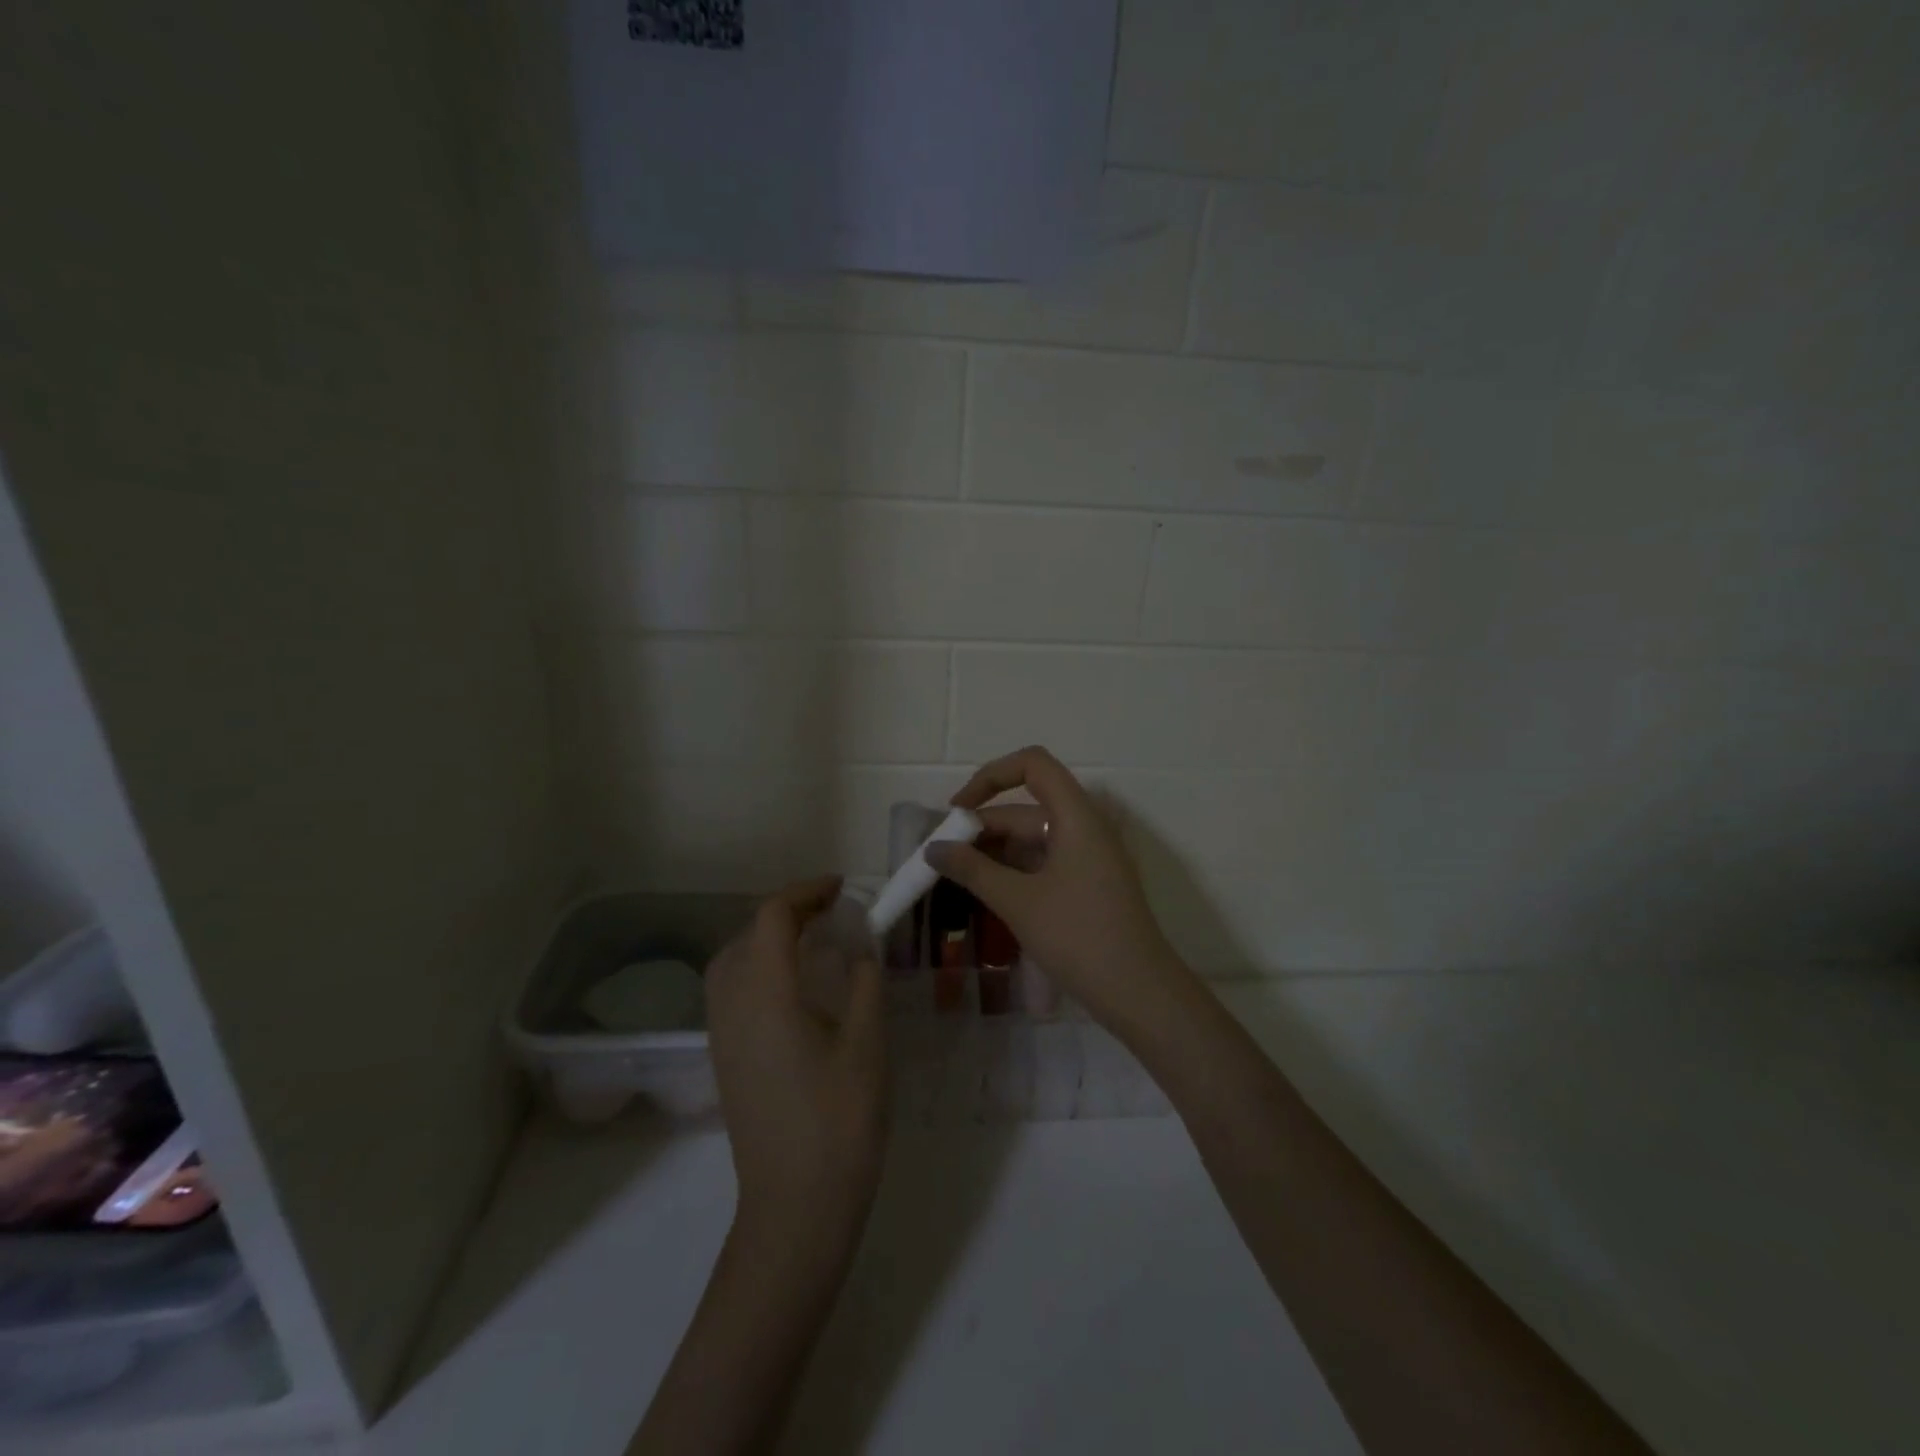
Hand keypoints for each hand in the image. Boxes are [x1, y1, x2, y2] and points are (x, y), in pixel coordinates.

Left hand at [704, 877, 887, 1249]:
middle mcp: (732, 1005)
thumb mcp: (868, 1045)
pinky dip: (758, 968)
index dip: (806, 891)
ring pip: (732, 961)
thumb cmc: (839, 1123)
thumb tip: (862, 945)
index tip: (843, 889)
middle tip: (833, 914)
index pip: (772, 916)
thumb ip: (865, 983)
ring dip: (768, 938)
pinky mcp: (724, 1058)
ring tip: (814, 943)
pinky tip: (794, 988)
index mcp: (766, 994)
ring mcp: (722, 1035)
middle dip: (787, 912)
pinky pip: (731, 990)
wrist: (795, 1209)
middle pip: (746, 933)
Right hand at [926, 746, 1196, 1035]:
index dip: (990, 777)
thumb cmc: (1078, 936)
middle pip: (1027, 808)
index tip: (957, 811)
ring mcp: (1090, 856)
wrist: (1139, 992)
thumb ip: (972, 870)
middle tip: (941, 856)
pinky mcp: (1089, 883)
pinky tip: (987, 892)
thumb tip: (933, 849)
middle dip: (982, 827)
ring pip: (1034, 838)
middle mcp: (1086, 826)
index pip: (1032, 765)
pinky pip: (1045, 862)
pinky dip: (1015, 871)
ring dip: (995, 852)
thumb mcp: (1018, 901)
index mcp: (1076, 815)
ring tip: (956, 877)